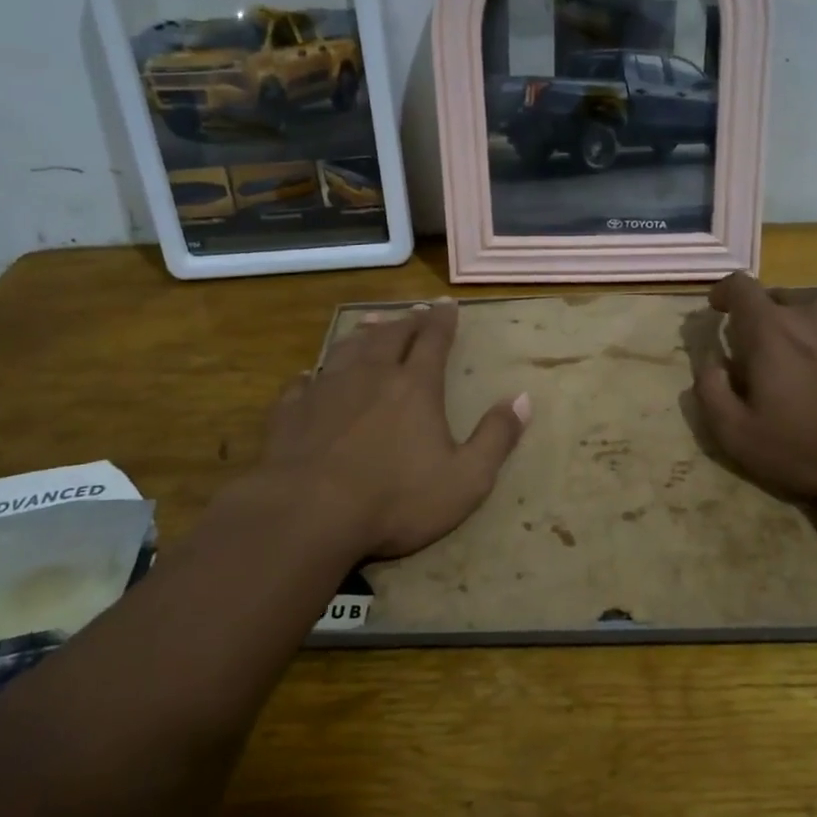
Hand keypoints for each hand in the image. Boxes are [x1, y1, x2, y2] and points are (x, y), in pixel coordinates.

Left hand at [253, 300, 529, 560]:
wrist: (308, 513)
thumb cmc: (395, 499)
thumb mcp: (465, 479)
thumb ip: (496, 437)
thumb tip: (523, 398)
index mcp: (415, 386)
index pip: (433, 340)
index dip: (442, 320)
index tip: (447, 303)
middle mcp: (371, 375)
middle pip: (391, 336)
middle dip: (407, 321)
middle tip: (414, 311)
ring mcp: (327, 389)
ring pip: (348, 349)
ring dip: (364, 334)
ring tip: (372, 323)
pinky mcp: (292, 411)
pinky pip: (304, 382)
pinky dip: (313, 375)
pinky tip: (310, 376)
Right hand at [693, 273, 816, 509]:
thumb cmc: (815, 447)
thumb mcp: (739, 435)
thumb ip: (709, 389)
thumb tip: (708, 358)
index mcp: (770, 327)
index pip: (738, 285)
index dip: (725, 292)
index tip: (720, 308)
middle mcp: (813, 306)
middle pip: (780, 299)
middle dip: (769, 322)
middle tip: (773, 361)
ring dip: (812, 330)